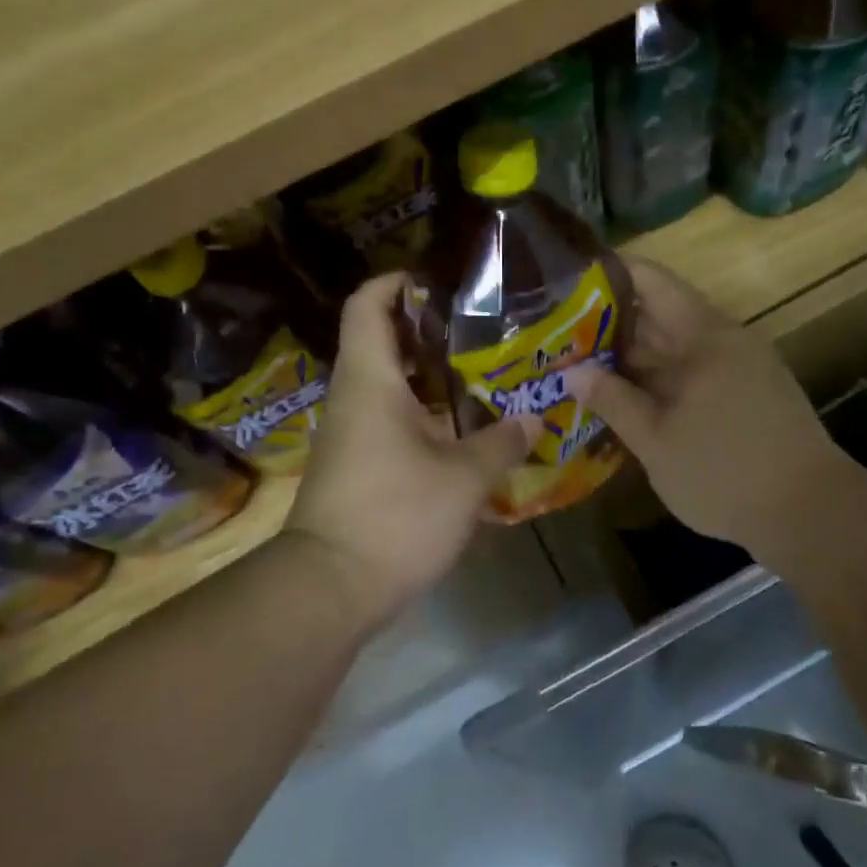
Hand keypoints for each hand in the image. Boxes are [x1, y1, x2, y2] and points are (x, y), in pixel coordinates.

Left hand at [285, 272, 539, 626]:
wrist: (331, 586)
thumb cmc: (396, 516)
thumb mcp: (463, 478)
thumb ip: (501, 443)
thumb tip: (535, 419)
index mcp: (371, 381)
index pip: (368, 305)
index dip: (396, 281)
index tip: (438, 280)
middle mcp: (354, 397)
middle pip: (382, 341)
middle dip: (428, 329)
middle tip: (481, 327)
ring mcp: (351, 433)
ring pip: (389, 384)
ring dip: (430, 375)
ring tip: (482, 373)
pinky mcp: (357, 464)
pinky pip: (390, 419)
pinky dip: (424, 412)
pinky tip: (463, 427)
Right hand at [564, 258, 842, 558]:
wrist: (810, 512)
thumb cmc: (725, 472)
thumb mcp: (657, 441)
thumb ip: (614, 401)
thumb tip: (573, 372)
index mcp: (702, 335)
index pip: (650, 281)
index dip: (608, 275)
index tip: (564, 286)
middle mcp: (723, 339)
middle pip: (658, 313)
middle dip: (608, 324)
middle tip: (557, 336)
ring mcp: (739, 366)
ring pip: (674, 347)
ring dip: (631, 356)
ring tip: (580, 366)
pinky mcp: (746, 393)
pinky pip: (692, 371)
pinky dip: (657, 378)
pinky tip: (627, 398)